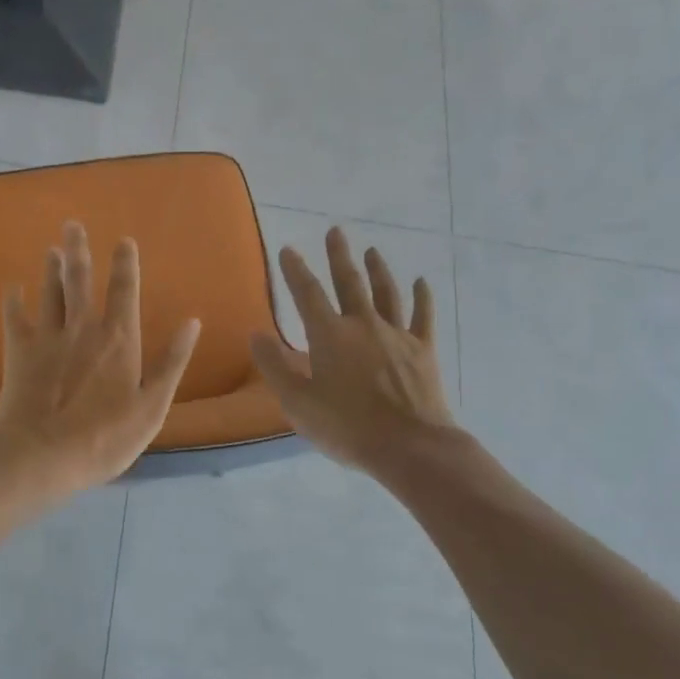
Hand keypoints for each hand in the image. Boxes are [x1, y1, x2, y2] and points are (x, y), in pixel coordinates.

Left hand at [0, 222, 200, 495]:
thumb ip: (172, 362)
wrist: (43, 457)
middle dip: (78, 251)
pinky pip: (14, 319)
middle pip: (80, 281)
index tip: (123, 241)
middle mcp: (82, 328)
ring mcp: (47, 338)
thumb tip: (192, 322)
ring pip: (49, 293)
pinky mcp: (19, 354)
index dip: (125, 264)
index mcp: (118, 339)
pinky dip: (12, 302)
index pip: (124, 291)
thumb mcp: (152, 406)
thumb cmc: (105, 437)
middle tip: (72, 224)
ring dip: (50, 270)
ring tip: (51, 249)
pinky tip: (11, 289)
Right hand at [250, 227, 456, 473]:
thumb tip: (256, 334)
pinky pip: (422, 316)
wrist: (410, 446)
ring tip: (372, 251)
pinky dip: (422, 297)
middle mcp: (363, 324)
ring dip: (378, 269)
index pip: (307, 294)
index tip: (288, 249)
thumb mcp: (297, 402)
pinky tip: (422, 282)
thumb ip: (275, 366)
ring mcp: (397, 335)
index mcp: (329, 335)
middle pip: (349, 282)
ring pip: (386, 292)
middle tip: (335, 231)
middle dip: (339, 256)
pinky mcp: (423, 350)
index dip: (295, 270)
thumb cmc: (347, 427)